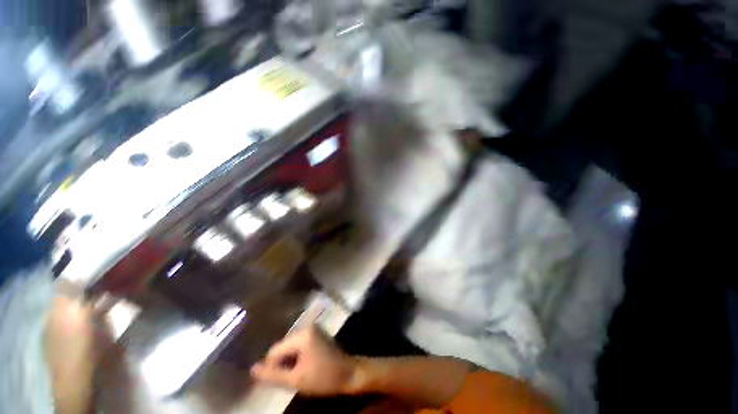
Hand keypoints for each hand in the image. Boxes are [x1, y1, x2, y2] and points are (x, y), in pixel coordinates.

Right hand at [250, 325, 356, 395]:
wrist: (349, 373)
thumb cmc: (323, 377)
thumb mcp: (296, 380)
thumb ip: (273, 375)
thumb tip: (252, 369)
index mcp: (302, 335)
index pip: (276, 350)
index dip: (271, 367)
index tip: (275, 381)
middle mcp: (307, 327)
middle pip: (283, 347)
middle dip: (282, 364)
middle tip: (287, 379)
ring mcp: (313, 329)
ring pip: (291, 347)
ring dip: (289, 361)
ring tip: (295, 375)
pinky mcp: (317, 334)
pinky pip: (299, 346)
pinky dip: (297, 357)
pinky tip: (301, 368)